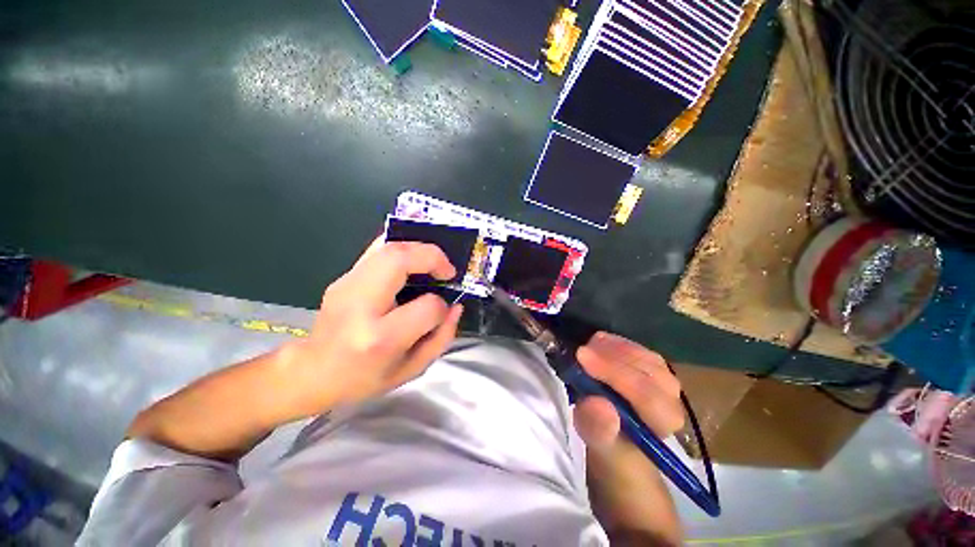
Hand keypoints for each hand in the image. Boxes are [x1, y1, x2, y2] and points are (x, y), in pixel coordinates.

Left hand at [276, 238, 463, 420]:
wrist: (313, 371)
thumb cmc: (364, 378)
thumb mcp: (411, 369)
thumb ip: (441, 338)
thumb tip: (456, 306)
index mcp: (380, 337)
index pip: (426, 307)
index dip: (441, 306)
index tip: (442, 311)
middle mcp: (361, 305)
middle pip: (400, 260)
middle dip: (432, 257)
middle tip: (447, 270)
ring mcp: (347, 285)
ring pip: (388, 248)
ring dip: (419, 249)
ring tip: (434, 263)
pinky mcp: (343, 277)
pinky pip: (377, 250)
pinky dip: (402, 248)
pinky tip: (413, 259)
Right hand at [572, 333, 683, 450]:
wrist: (619, 436)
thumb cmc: (609, 443)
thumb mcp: (597, 442)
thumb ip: (598, 428)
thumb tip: (598, 404)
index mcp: (663, 424)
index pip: (646, 395)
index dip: (613, 373)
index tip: (581, 358)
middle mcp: (672, 399)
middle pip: (647, 370)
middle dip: (610, 357)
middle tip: (580, 350)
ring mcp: (665, 379)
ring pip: (643, 355)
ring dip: (613, 348)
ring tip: (587, 346)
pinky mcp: (655, 366)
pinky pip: (639, 348)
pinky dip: (616, 343)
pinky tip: (598, 342)